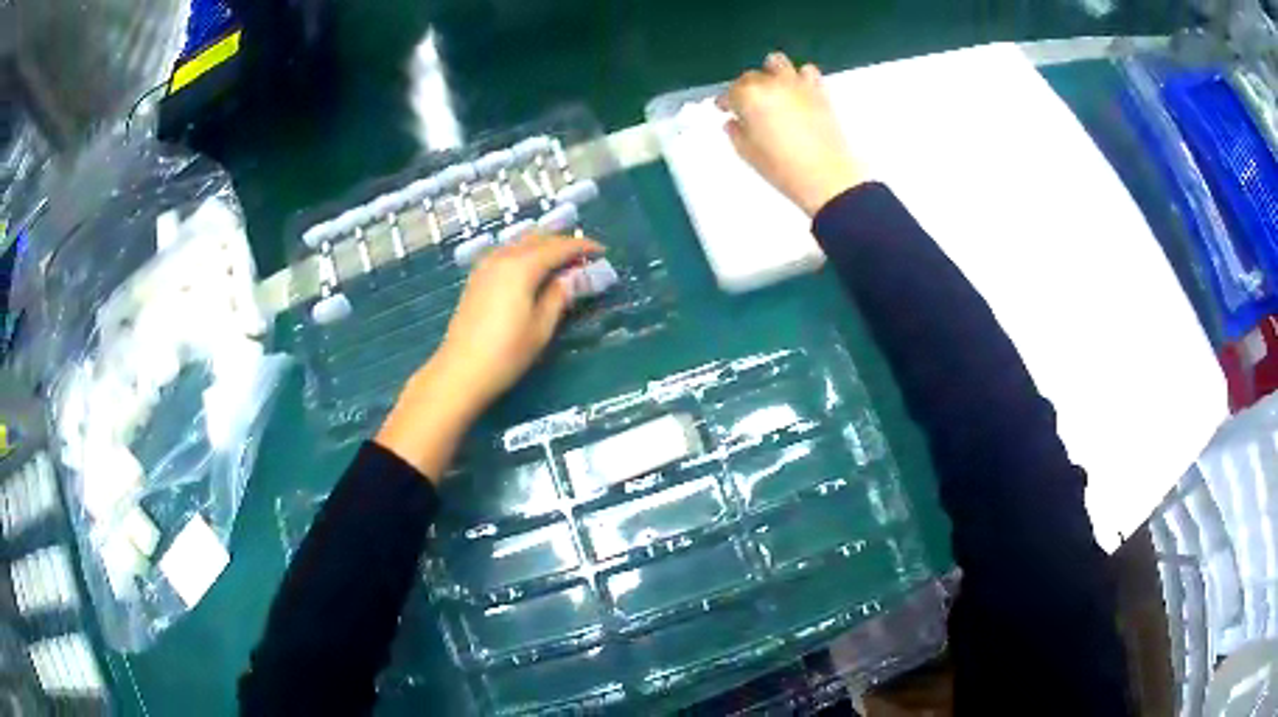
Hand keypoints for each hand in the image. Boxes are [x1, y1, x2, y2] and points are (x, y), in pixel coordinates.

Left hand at [376, 234, 602, 479]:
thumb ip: (559, 295)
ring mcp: (486, 266)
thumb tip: (574, 276)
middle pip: (538, 239)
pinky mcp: (477, 279)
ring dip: (543, 247)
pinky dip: (526, 255)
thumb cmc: (506, 353)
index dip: (582, 247)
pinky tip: (534, 271)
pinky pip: (507, 254)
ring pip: (520, 244)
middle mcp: (502, 258)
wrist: (461, 371)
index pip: (558, 247)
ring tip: (562, 263)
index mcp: (521, 266)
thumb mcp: (541, 326)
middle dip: (563, 244)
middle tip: (584, 257)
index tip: (602, 252)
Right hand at [718, 52, 865, 216]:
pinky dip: (799, 77)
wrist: (827, 177)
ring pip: (777, 62)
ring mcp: (797, 84)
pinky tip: (797, 91)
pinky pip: (807, 71)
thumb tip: (734, 121)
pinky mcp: (819, 91)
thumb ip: (736, 132)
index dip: (725, 101)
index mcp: (748, 97)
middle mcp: (771, 83)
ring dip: (771, 72)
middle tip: (748, 106)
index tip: (725, 109)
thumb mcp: (748, 153)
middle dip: (745, 88)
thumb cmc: (783, 168)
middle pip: (751, 76)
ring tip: (773, 90)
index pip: (729, 92)